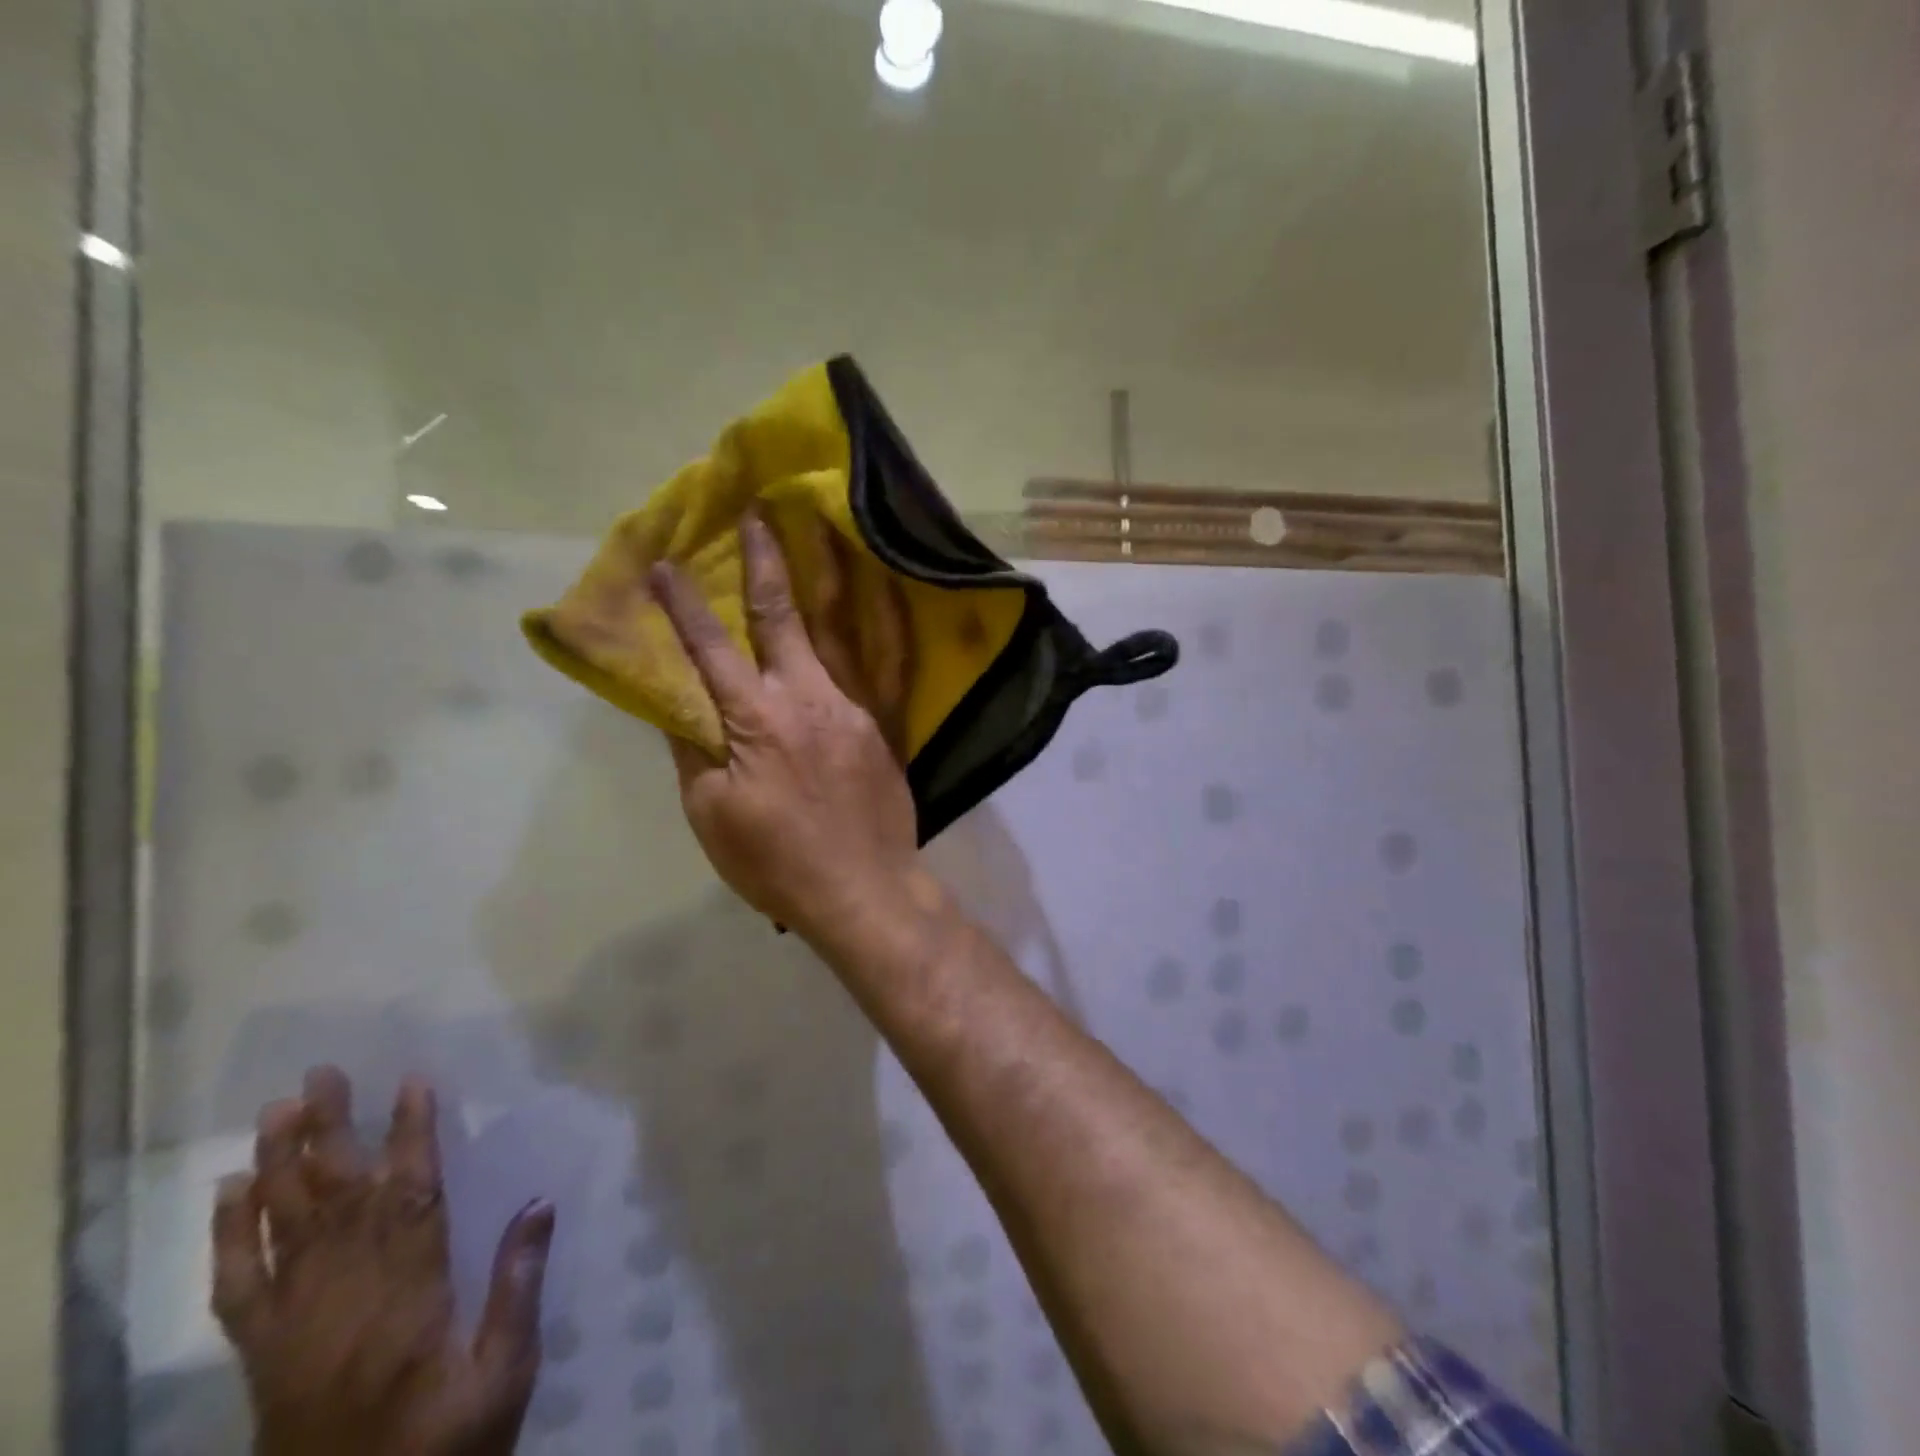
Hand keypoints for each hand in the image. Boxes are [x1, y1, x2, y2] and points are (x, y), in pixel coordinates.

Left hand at [213, 1067, 554, 1455]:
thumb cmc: (446, 1441)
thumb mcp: (503, 1372)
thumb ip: (518, 1287)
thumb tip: (540, 1200)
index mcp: (409, 1296)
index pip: (411, 1198)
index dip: (412, 1136)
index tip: (412, 1082)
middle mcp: (345, 1299)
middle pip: (337, 1201)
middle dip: (331, 1132)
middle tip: (322, 1075)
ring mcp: (294, 1327)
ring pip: (284, 1231)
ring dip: (279, 1166)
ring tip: (277, 1110)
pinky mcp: (262, 1354)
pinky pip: (237, 1289)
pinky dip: (229, 1238)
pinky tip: (232, 1192)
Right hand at [650, 511, 921, 942]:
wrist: (862, 890)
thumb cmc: (777, 862)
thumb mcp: (711, 816)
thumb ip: (694, 750)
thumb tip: (679, 701)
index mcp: (755, 721)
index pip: (709, 649)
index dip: (684, 604)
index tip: (664, 563)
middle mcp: (807, 697)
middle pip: (780, 617)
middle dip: (763, 561)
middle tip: (756, 512)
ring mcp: (855, 704)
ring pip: (842, 625)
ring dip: (829, 571)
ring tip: (823, 524)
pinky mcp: (887, 721)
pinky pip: (893, 661)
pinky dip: (890, 619)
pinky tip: (887, 586)